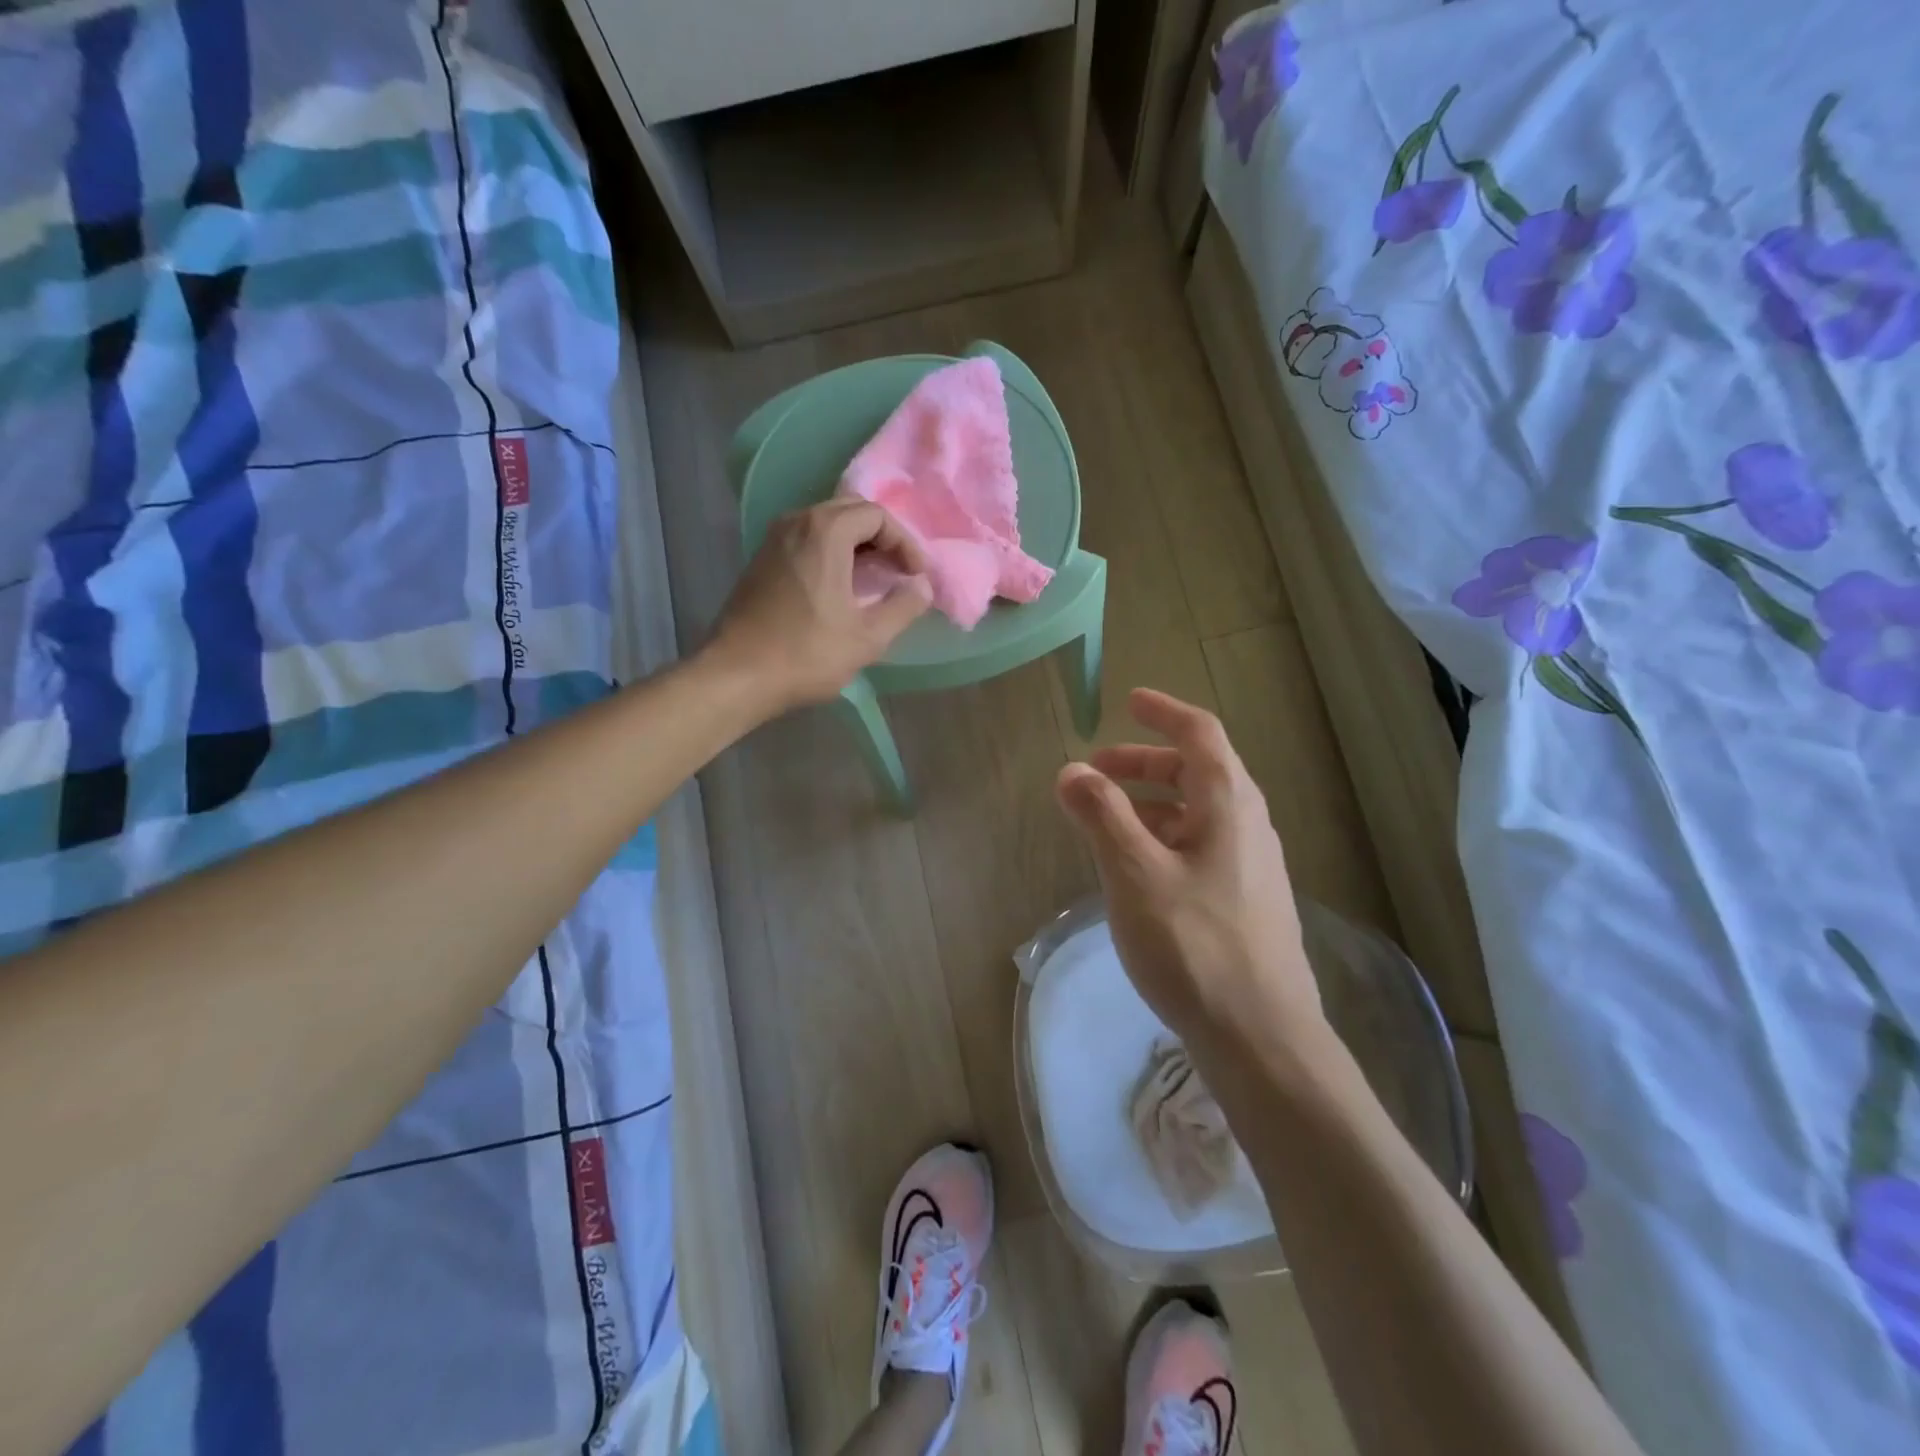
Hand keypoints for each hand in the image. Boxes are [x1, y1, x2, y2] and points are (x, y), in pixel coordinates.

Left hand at [707, 500, 931, 712]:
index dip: (905, 543)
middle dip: (882, 538)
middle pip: (851, 511)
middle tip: (900, 572)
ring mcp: (774, 539)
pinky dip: (831, 553)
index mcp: (825, 531)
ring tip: (875, 579)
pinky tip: (841, 587)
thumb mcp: (868, 637)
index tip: (916, 575)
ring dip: (856, 544)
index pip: (877, 515)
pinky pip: (806, 540)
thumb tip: (922, 587)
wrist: (737, 675)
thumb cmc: (807, 654)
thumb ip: (903, 606)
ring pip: (826, 524)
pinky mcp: (762, 560)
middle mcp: (796, 522)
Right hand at [1054, 689, 1324, 1057]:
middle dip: (1145, 762)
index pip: (1199, 734)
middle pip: (1197, 771)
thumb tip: (1071, 770)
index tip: (1129, 702)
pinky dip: (1163, 837)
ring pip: (1197, 812)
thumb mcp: (1135, 873)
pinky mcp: (1245, 901)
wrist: (1262, 1038)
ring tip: (1105, 820)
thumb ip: (1102, 815)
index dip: (1163, 712)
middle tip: (1097, 770)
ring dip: (1150, 802)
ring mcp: (1251, 865)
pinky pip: (1200, 846)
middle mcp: (1248, 824)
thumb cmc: (1195, 945)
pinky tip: (1136, 869)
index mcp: (1229, 803)